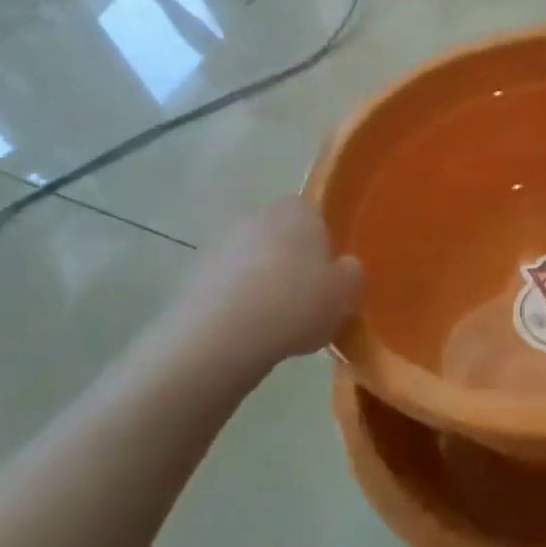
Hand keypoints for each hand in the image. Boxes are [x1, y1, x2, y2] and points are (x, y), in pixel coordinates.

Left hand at [147, 199, 362, 379]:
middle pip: (282, 237)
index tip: (328, 279)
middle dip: (291, 263)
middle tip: (304, 300)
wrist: (221, 336)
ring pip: (253, 261)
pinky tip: (247, 333)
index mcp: (298, 210)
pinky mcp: (194, 274)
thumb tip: (344, 268)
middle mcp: (258, 215)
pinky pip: (228, 285)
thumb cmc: (295, 304)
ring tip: (275, 324)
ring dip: (262, 283)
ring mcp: (221, 243)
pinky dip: (237, 302)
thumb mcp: (345, 293)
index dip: (324, 247)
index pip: (316, 217)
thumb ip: (351, 273)